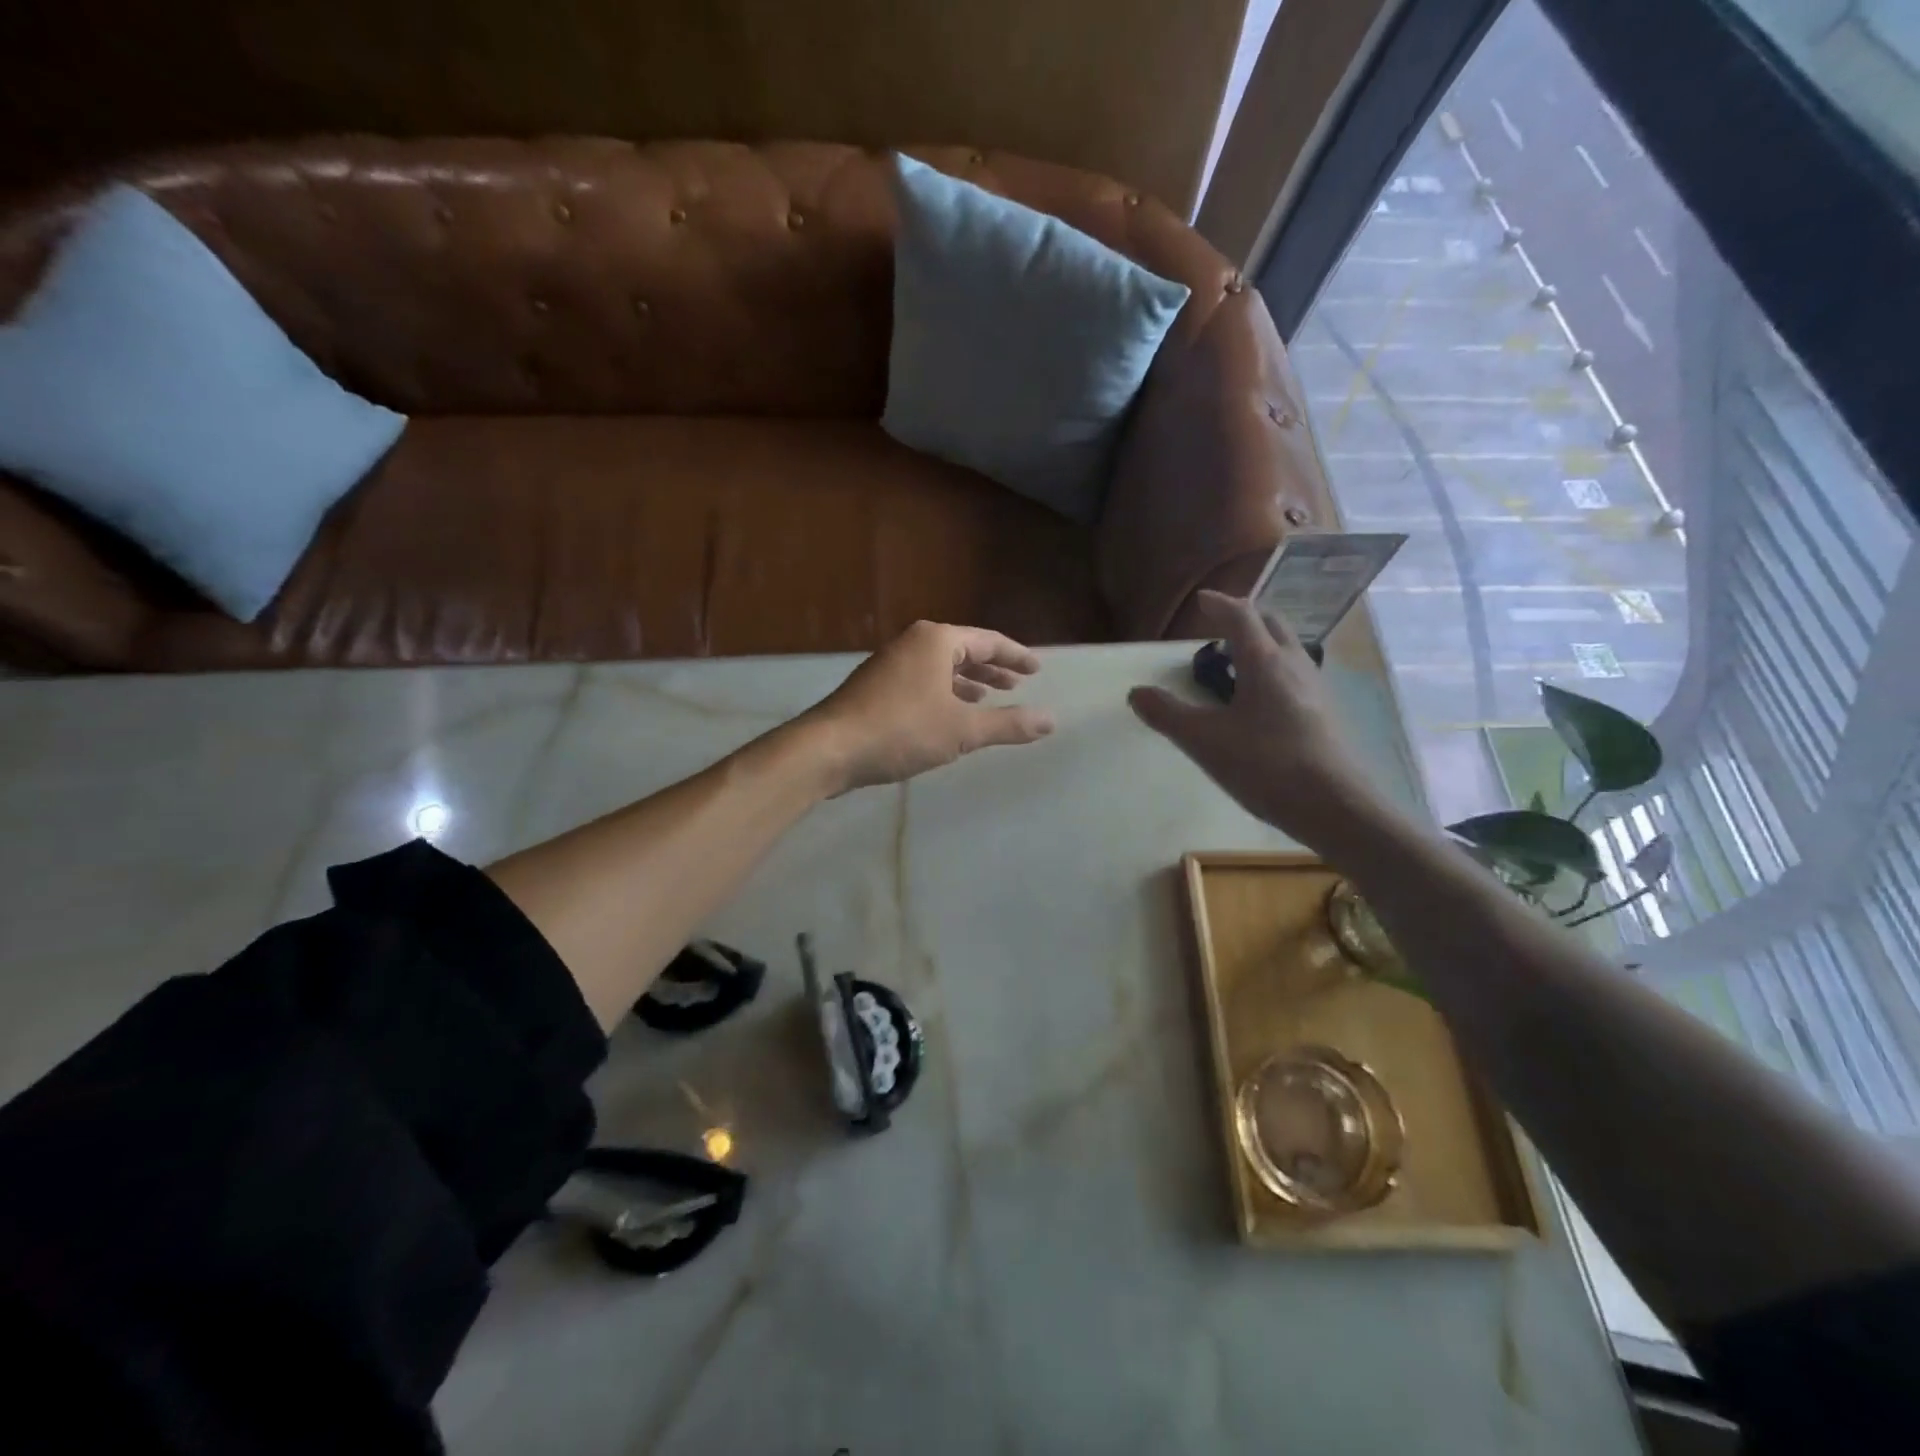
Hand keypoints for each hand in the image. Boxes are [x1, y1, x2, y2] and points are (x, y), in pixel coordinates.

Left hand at [804, 621, 1054, 791]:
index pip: (987, 640)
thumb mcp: (962, 730)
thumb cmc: (901, 730)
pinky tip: (948, 714)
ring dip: (966, 682)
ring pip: (940, 667)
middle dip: (991, 668)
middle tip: (1016, 684)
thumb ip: (1008, 724)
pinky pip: (922, 681)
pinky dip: (943, 693)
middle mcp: (912, 643)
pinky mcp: (875, 687)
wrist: (829, 748)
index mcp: (936, 641)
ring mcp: (890, 663)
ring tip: (989, 698)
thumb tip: (1051, 720)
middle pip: (963, 650)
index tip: (1036, 669)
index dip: (1016, 656)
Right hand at [1128, 592, 1384, 849]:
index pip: (1241, 616)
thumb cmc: (1265, 764)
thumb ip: (1167, 714)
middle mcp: (1293, 665)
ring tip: (1236, 663)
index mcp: (1264, 662)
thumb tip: (1136, 693)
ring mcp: (1313, 688)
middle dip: (1245, 617)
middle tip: (1220, 628)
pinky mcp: (1322, 713)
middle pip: (1272, 624)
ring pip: (1287, 649)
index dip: (1219, 604)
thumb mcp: (1204, 740)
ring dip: (1261, 644)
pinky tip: (1259, 700)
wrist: (1333, 805)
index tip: (1202, 600)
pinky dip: (1272, 669)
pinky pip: (1294, 674)